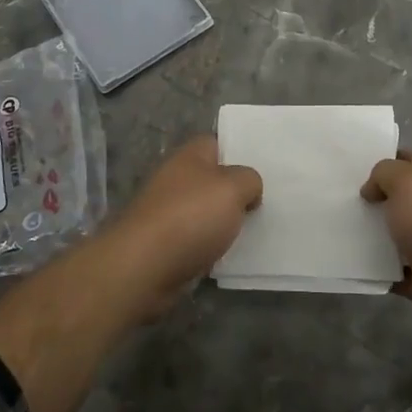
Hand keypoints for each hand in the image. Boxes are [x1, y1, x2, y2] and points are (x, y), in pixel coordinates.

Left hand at [98, 136, 262, 317]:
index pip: (217, 143)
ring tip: (258, 230)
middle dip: (236, 191)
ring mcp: (168, 213)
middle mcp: (176, 180)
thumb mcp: (233, 187)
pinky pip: (198, 241)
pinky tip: (233, 255)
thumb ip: (249, 180)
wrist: (143, 267)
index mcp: (189, 157)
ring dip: (225, 222)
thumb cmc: (190, 217)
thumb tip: (249, 189)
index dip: (240, 152)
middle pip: (213, 180)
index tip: (265, 168)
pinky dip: (212, 248)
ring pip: (207, 212)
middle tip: (268, 202)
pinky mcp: (165, 245)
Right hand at [362, 149, 411, 351]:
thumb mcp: (409, 182)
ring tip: (339, 229)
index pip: (411, 160)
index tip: (352, 169)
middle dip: (374, 197)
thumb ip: (385, 173)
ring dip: (372, 233)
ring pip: (396, 232)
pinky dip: (376, 267)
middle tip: (342, 199)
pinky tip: (353, 262)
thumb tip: (373, 190)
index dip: (384, 160)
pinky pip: (393, 267)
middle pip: (401, 196)